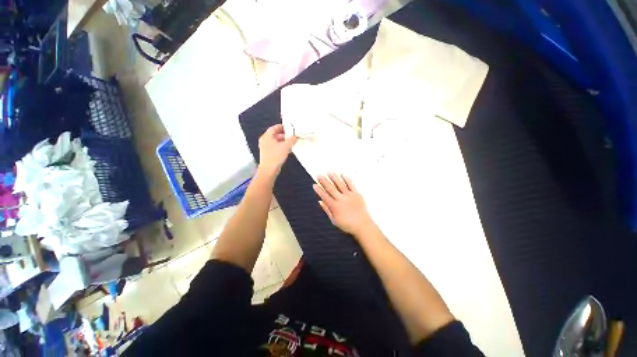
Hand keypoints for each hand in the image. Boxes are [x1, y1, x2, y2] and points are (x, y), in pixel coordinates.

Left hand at [258, 124, 296, 175]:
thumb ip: (292, 140)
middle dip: (284, 135)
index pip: (274, 127)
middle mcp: (265, 140)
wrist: (269, 170)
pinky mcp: (268, 153)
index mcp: (267, 136)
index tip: (289, 128)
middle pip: (275, 134)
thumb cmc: (275, 157)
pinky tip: (287, 150)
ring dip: (283, 141)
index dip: (282, 127)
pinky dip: (281, 147)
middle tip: (291, 136)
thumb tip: (295, 137)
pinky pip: (275, 147)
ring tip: (291, 143)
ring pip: (276, 141)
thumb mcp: (286, 146)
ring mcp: (266, 147)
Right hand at [313, 173, 376, 236]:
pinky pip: (351, 185)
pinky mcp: (356, 194)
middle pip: (331, 188)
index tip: (314, 184)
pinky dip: (347, 179)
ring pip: (340, 185)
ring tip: (329, 172)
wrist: (362, 225)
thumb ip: (327, 210)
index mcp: (335, 206)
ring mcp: (349, 196)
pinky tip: (343, 174)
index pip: (324, 196)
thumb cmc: (347, 225)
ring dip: (334, 178)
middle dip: (324, 181)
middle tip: (319, 175)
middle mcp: (341, 199)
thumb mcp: (334, 220)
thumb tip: (320, 202)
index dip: (319, 190)